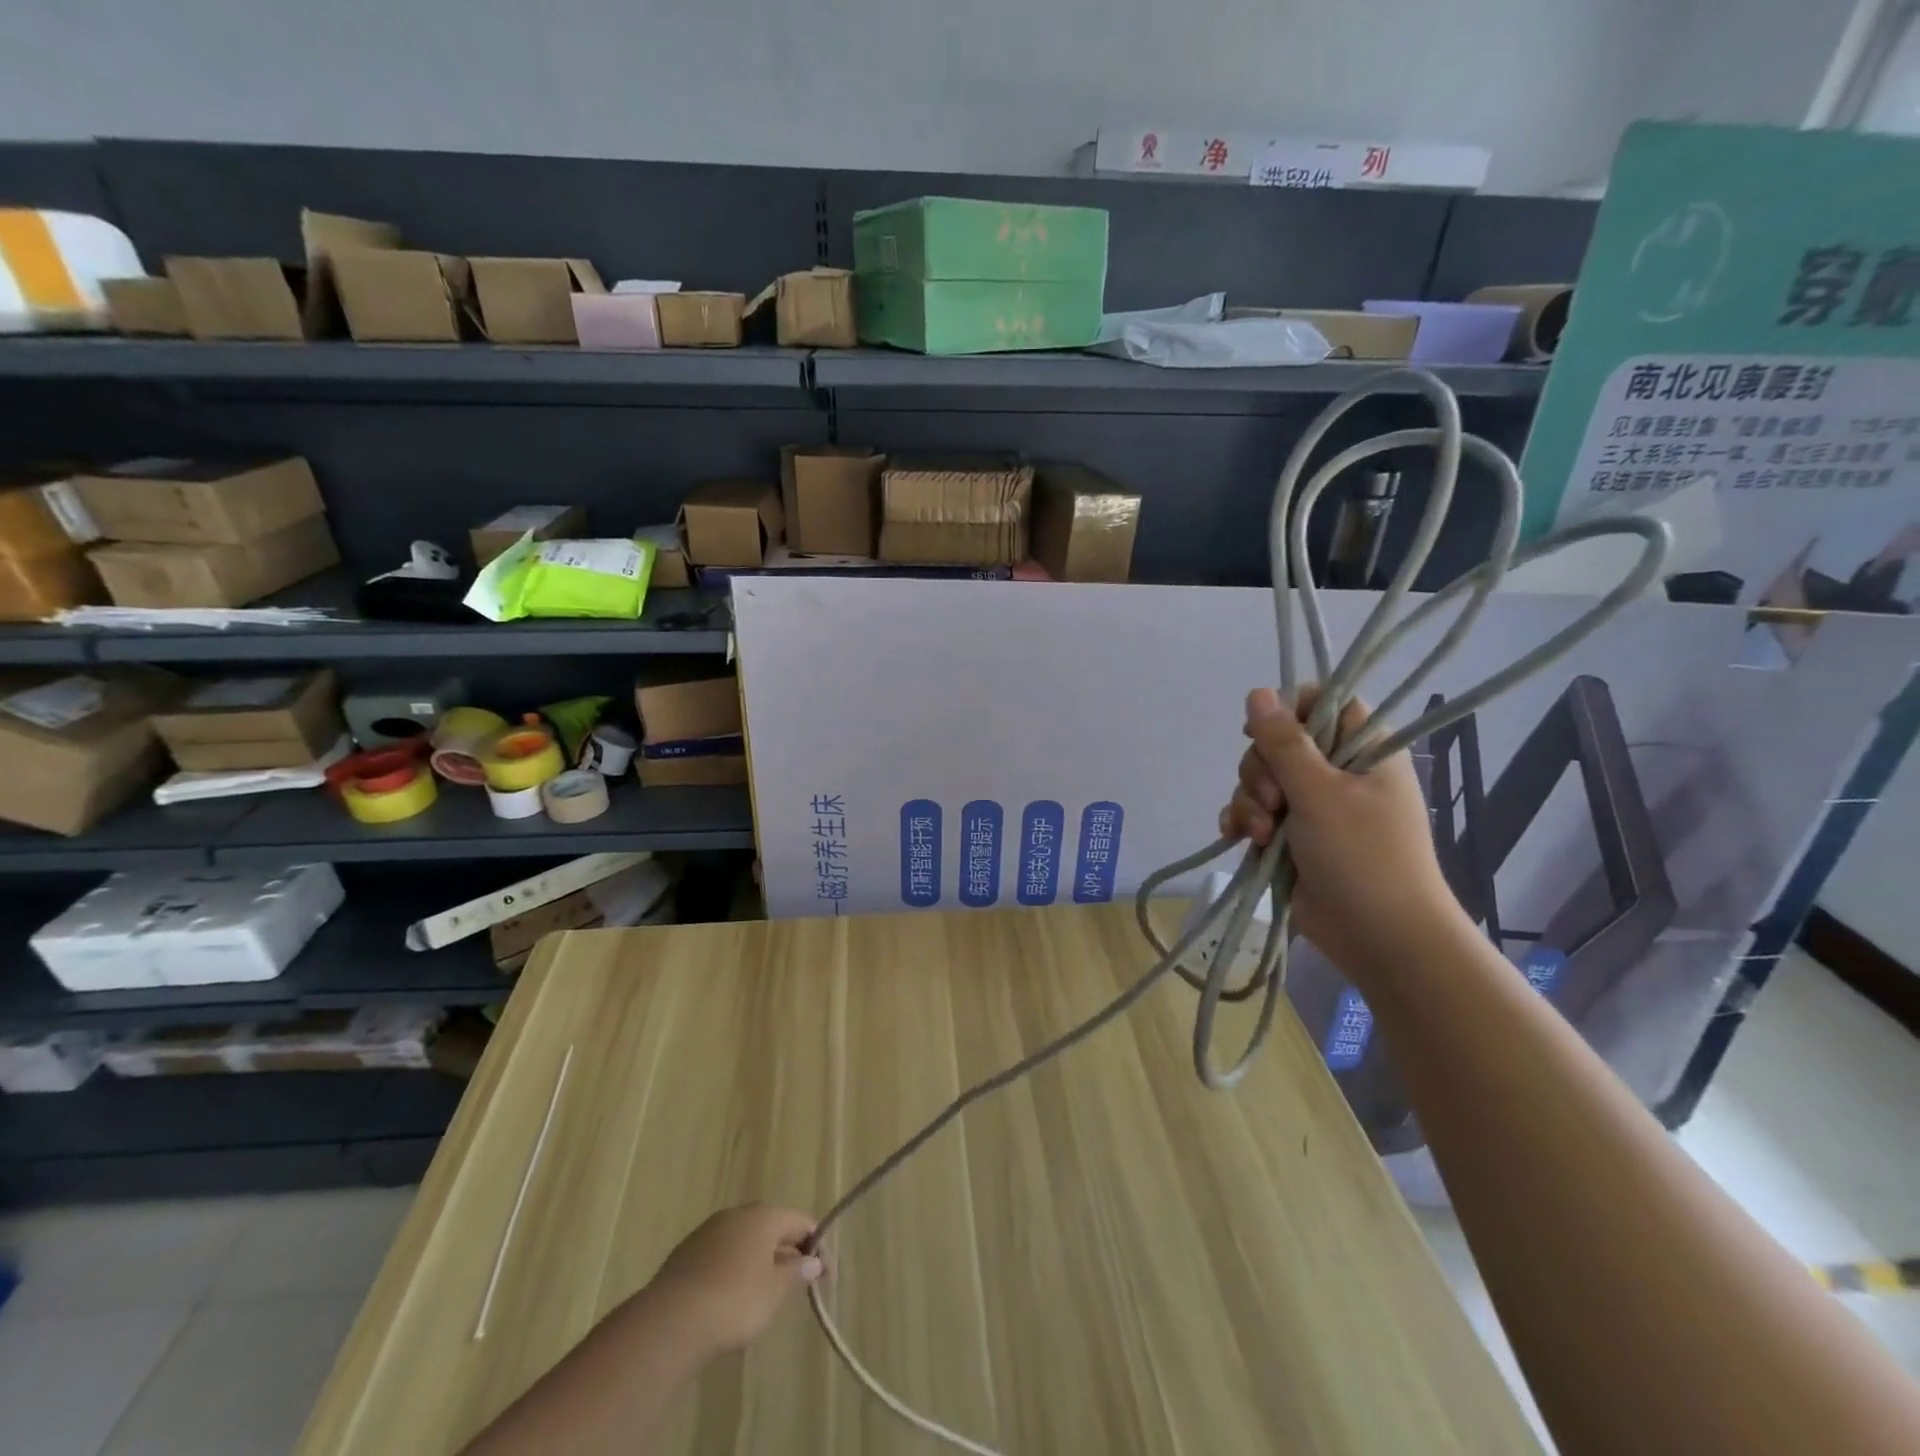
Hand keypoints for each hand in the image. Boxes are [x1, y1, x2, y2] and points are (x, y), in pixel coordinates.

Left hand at [645, 1204, 825, 1356]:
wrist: (670, 1321)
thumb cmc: (734, 1301)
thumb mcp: (774, 1292)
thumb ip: (796, 1273)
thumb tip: (812, 1261)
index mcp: (764, 1216)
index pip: (801, 1222)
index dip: (818, 1247)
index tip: (826, 1277)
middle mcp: (738, 1214)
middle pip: (773, 1227)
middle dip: (788, 1252)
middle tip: (798, 1284)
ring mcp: (709, 1230)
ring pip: (745, 1240)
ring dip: (761, 1260)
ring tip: (766, 1294)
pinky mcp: (687, 1252)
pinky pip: (722, 1254)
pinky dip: (735, 1269)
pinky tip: (732, 1296)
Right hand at [1219, 687, 1465, 986]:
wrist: (1380, 938)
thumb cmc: (1363, 856)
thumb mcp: (1320, 793)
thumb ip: (1284, 742)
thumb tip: (1257, 692)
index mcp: (1363, 753)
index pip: (1326, 705)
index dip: (1291, 710)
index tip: (1265, 731)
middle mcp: (1338, 775)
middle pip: (1281, 744)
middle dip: (1262, 771)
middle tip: (1273, 801)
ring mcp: (1314, 809)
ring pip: (1262, 781)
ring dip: (1250, 803)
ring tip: (1261, 835)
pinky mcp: (1292, 839)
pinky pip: (1255, 814)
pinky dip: (1243, 822)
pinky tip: (1237, 838)